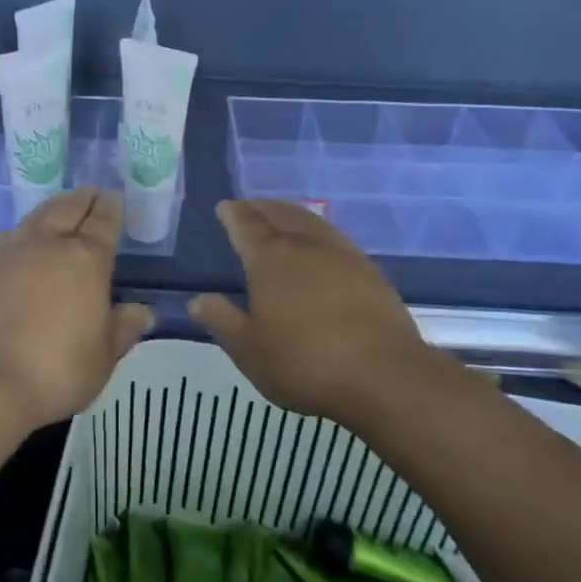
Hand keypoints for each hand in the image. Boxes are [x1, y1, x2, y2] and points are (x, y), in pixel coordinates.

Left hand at [0, 188, 154, 430]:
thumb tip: (143, 311)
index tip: (114, 197)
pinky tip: (23, 240)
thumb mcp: (104, 356)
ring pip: (36, 218)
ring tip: (60, 210)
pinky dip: (24, 231)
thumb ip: (124, 327)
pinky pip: (9, 237)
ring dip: (52, 209)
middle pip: (67, 209)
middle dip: (82, 200)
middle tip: (92, 194)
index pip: (103, 223)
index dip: (111, 209)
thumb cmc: (57, 369)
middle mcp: (47, 245)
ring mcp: (10, 253)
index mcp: (85, 259)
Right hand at [190, 199, 464, 421]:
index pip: (245, 225)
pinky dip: (318, 231)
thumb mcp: (249, 351)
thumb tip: (197, 300)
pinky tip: (321, 244)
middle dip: (260, 207)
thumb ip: (222, 321)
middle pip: (279, 215)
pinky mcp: (369, 271)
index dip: (232, 214)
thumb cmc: (305, 363)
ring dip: (290, 213)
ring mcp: (342, 255)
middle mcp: (305, 246)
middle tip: (248, 206)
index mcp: (270, 260)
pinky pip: (335, 237)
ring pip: (310, 221)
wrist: (383, 376)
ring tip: (281, 215)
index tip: (224, 206)